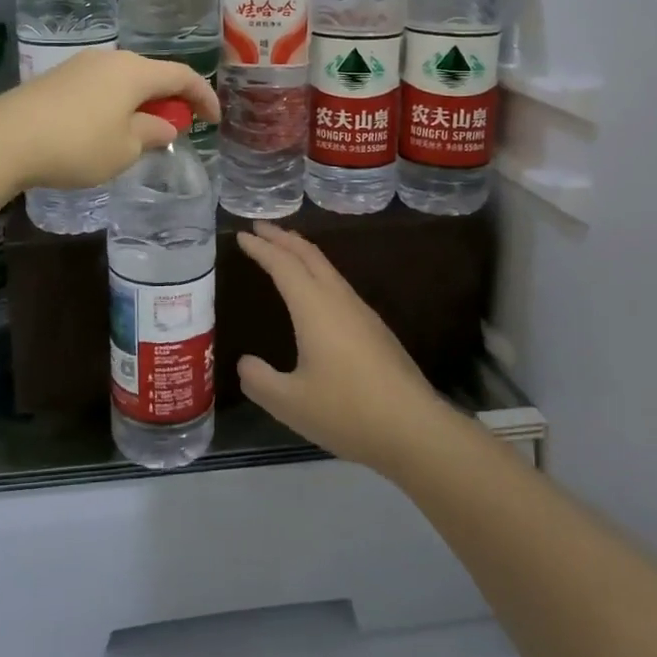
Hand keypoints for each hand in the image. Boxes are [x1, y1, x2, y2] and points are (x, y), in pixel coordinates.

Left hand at [0, 49, 219, 191]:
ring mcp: (80, 65)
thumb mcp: (125, 149)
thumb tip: (163, 125)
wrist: (5, 138)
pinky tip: (105, 129)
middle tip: (176, 127)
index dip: (204, 96)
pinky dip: (115, 104)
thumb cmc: (77, 144)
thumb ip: (151, 133)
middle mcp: (110, 59)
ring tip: (140, 132)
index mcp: (135, 71)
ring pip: (124, 80)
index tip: (214, 120)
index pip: (183, 76)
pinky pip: (100, 87)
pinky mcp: (57, 78)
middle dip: (170, 99)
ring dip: (140, 103)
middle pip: (152, 74)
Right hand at [235, 222, 455, 474]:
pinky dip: (319, 274)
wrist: (415, 430)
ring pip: (328, 269)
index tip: (242, 234)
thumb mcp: (290, 403)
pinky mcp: (376, 330)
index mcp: (314, 308)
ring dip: (303, 254)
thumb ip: (260, 381)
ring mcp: (362, 313)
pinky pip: (339, 286)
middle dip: (283, 238)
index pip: (283, 265)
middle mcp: (339, 300)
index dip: (261, 248)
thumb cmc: (348, 411)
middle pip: (309, 255)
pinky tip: (317, 293)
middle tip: (260, 227)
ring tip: (285, 251)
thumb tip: (245, 363)